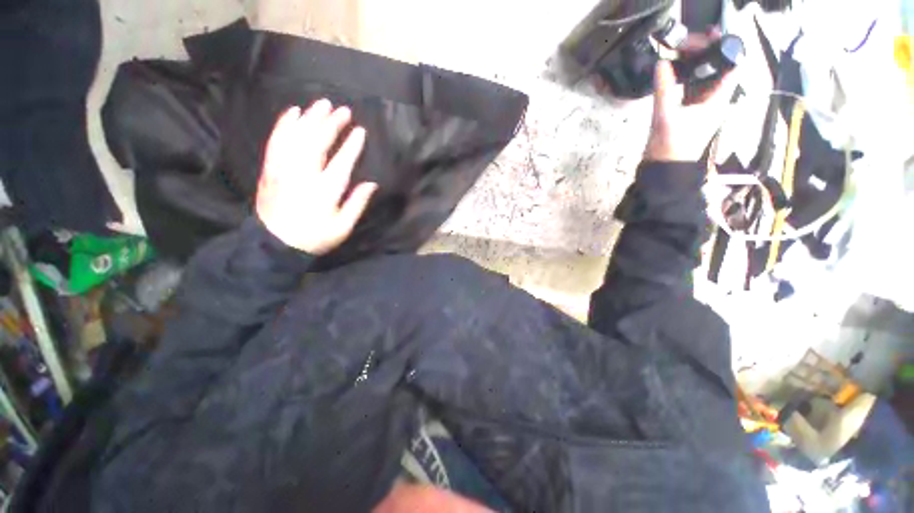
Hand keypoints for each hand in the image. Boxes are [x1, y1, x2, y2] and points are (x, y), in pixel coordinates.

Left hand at [256, 100, 377, 254]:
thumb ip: (357, 203)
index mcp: (325, 190)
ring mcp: (284, 169)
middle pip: (317, 142)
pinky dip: (284, 124)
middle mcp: (304, 174)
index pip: (341, 161)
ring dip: (310, 118)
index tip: (360, 131)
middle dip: (332, 124)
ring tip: (322, 104)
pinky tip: (293, 112)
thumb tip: (372, 184)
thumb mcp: (342, 227)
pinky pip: (276, 140)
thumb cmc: (315, 237)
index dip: (352, 145)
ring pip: (297, 136)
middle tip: (343, 110)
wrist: (274, 243)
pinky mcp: (270, 168)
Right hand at [644, 33, 737, 161]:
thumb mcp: (666, 117)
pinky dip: (684, 77)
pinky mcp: (688, 110)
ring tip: (679, 53)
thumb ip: (664, 90)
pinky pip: (691, 87)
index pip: (731, 66)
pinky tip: (674, 72)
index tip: (707, 38)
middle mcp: (713, 99)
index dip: (723, 48)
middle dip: (705, 53)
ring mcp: (700, 105)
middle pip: (717, 68)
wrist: (665, 168)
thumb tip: (662, 64)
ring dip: (694, 64)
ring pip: (704, 77)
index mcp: (717, 100)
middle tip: (687, 44)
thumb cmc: (672, 146)